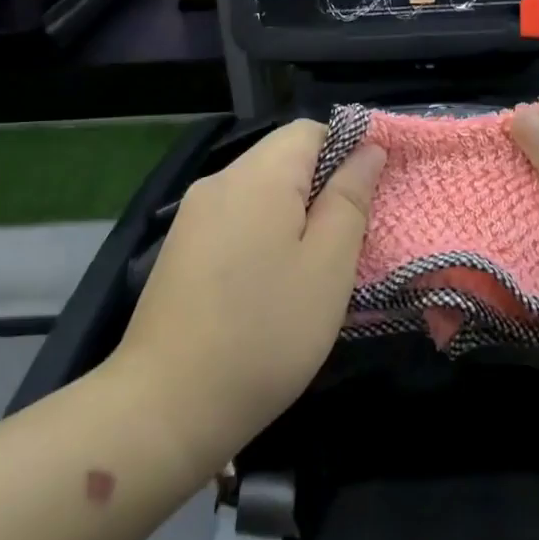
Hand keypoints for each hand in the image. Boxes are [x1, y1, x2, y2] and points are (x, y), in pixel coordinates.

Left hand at [111, 121, 383, 470]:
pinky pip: (237, 218)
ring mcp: (193, 216)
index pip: (311, 130)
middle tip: (352, 237)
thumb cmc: (265, 333)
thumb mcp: (328, 266)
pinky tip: (274, 280)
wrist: (165, 409)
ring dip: (296, 213)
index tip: (373, 195)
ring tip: (318, 264)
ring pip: (261, 190)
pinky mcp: (181, 249)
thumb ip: (351, 198)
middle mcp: (219, 182)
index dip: (349, 150)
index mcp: (257, 176)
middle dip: (324, 186)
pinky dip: (266, 232)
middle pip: (284, 157)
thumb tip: (368, 150)